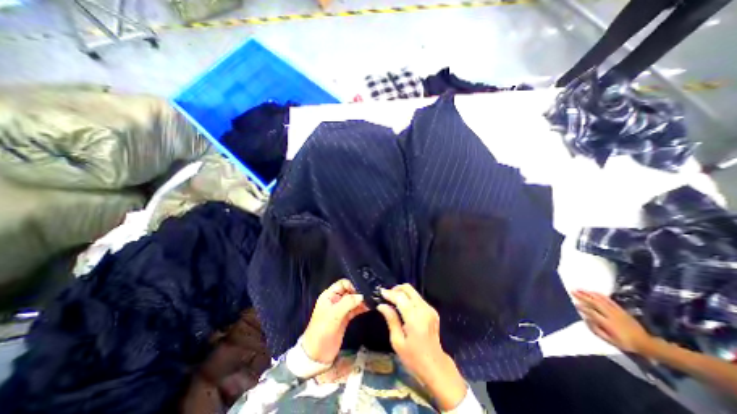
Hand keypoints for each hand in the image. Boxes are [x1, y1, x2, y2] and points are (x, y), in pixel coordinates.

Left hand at [301, 281, 365, 363]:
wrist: (317, 355)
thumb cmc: (322, 331)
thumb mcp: (333, 315)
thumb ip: (347, 303)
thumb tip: (362, 295)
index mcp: (329, 296)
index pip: (342, 283)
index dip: (352, 286)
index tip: (361, 292)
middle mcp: (335, 300)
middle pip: (349, 291)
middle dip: (359, 293)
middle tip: (369, 296)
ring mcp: (340, 309)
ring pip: (353, 300)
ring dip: (361, 301)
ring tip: (371, 302)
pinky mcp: (345, 318)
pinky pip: (355, 309)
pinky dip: (361, 308)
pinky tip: (369, 308)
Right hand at [377, 284, 461, 410]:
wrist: (435, 366)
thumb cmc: (414, 358)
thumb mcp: (397, 342)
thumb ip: (391, 320)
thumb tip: (381, 305)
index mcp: (415, 318)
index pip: (400, 297)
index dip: (389, 293)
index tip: (380, 292)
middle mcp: (424, 309)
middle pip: (408, 289)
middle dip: (396, 289)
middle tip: (387, 296)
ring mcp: (430, 309)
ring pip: (413, 292)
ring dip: (402, 293)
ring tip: (393, 302)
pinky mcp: (432, 310)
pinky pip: (417, 298)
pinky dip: (408, 298)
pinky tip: (402, 307)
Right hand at [572, 291, 651, 352]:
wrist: (646, 343)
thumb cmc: (625, 343)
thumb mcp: (610, 341)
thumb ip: (596, 330)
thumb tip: (585, 319)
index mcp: (607, 323)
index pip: (592, 313)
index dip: (582, 307)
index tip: (574, 303)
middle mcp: (611, 315)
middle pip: (594, 303)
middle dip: (583, 296)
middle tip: (573, 291)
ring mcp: (616, 311)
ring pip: (601, 300)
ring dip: (589, 294)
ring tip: (580, 289)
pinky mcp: (621, 310)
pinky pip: (609, 300)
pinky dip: (600, 295)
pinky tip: (593, 292)